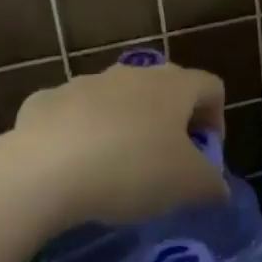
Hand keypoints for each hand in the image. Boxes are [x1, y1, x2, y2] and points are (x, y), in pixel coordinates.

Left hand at [7, 62, 228, 227]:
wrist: (44, 170)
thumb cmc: (132, 169)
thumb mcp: (188, 186)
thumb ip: (211, 184)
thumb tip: (217, 187)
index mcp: (173, 86)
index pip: (211, 87)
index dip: (217, 119)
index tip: (206, 154)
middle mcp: (132, 74)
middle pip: (163, 90)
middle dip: (170, 122)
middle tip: (166, 161)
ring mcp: (85, 83)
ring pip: (116, 100)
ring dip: (124, 125)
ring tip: (117, 168)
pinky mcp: (45, 101)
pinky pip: (73, 114)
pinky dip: (80, 134)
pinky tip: (73, 167)